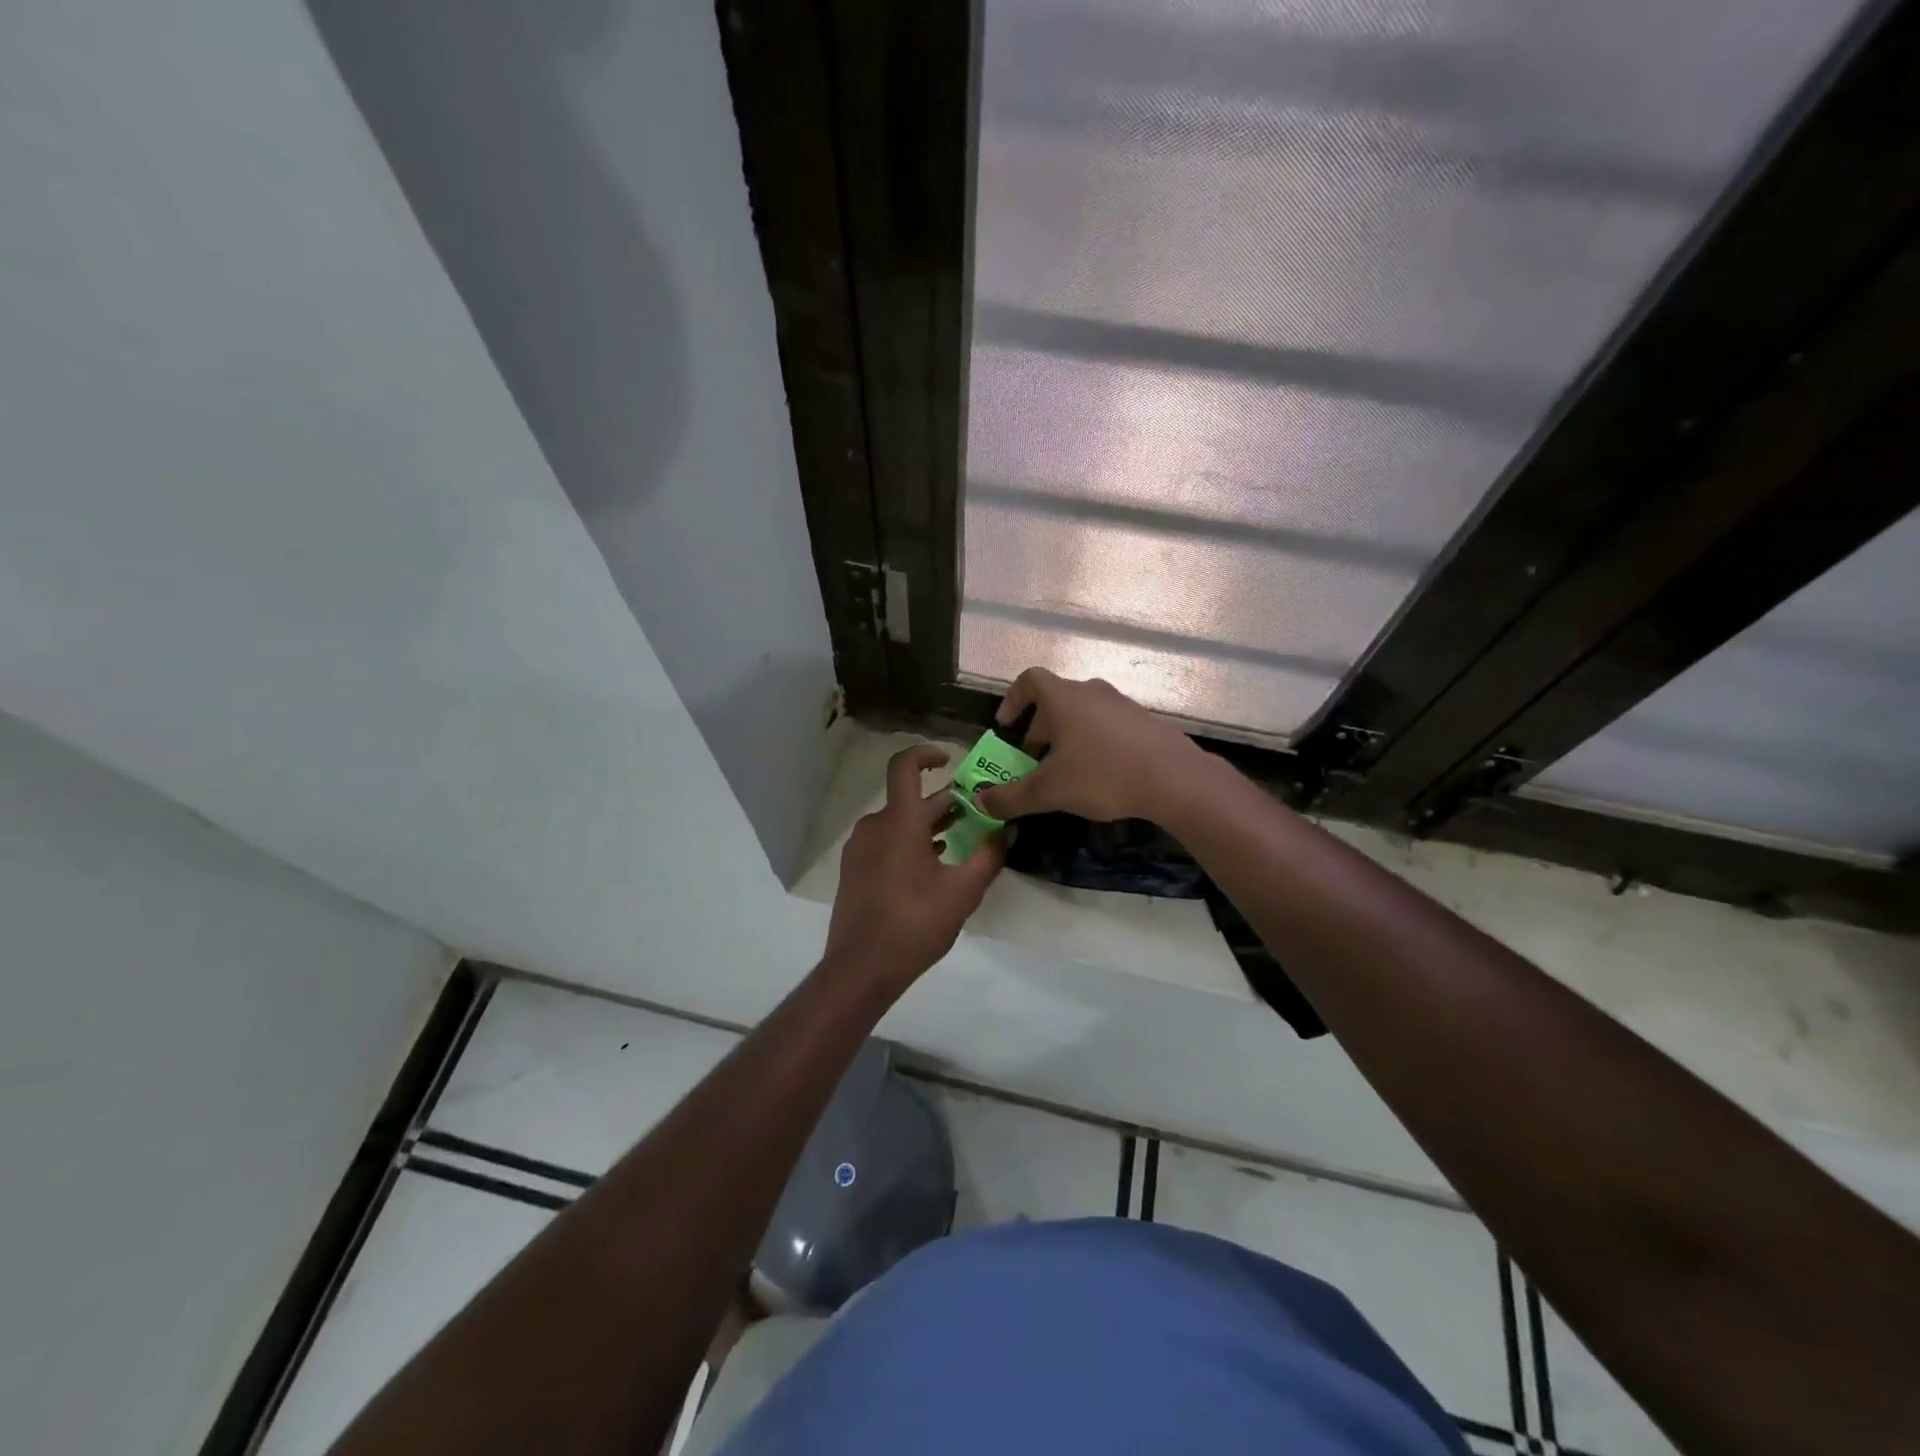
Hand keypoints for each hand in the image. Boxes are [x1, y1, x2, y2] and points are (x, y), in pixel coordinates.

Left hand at [823, 745, 1004, 990]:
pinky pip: (885, 841)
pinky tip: (932, 865)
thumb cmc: (914, 924)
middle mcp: (874, 827)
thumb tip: (1008, 831)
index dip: (926, 754)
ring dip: (928, 824)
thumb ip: (989, 856)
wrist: (860, 968)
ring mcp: (860, 849)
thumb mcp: (963, 892)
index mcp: (898, 822)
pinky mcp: (854, 870)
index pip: (904, 766)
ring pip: (898, 822)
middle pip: (909, 799)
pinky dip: (910, 842)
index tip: (950, 760)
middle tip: (978, 812)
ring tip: (960, 839)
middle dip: (945, 802)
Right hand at [974, 668, 1209, 823]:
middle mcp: (1092, 692)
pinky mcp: (1144, 723)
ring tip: (1065, 771)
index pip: (1029, 680)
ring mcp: (1122, 705)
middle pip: (1055, 701)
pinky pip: (1107, 726)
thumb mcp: (1048, 792)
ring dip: (1066, 737)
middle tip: (1032, 760)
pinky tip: (1100, 776)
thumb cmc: (1102, 775)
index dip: (1012, 699)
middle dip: (1038, 729)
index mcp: (1064, 698)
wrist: (1174, 780)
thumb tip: (981, 802)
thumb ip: (1010, 797)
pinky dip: (1093, 743)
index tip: (1006, 726)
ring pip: (1083, 714)